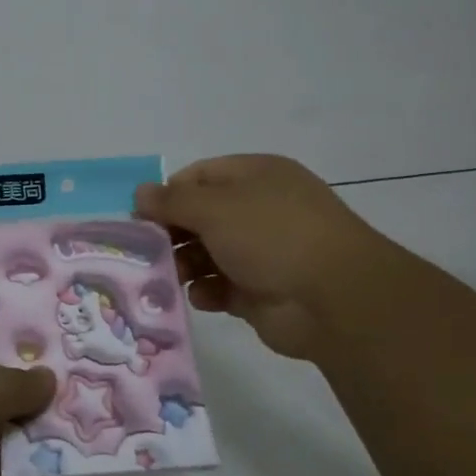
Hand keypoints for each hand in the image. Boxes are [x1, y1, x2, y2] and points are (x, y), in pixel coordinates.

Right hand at [136, 154, 386, 360]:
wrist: (335, 299)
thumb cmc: (273, 236)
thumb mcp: (215, 208)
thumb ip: (172, 201)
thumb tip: (140, 192)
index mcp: (256, 176)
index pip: (199, 176)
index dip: (168, 194)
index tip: (141, 217)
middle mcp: (259, 210)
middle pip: (201, 217)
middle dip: (172, 234)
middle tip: (146, 252)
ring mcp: (262, 252)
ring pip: (207, 254)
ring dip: (184, 265)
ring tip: (170, 278)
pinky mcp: (260, 292)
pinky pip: (221, 288)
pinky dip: (207, 292)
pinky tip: (201, 298)